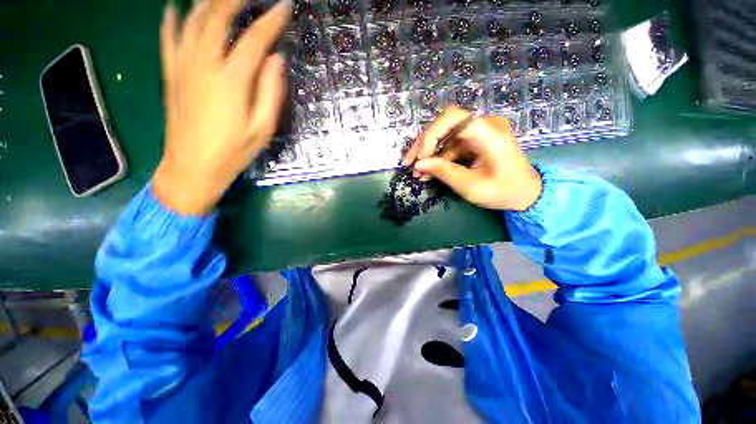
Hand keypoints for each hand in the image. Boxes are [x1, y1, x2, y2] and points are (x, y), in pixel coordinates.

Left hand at [153, 0, 289, 214]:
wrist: (191, 168)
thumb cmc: (233, 152)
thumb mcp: (263, 128)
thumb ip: (271, 92)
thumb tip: (276, 60)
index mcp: (232, 81)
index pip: (255, 40)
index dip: (271, 21)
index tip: (283, 7)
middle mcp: (204, 65)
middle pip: (217, 18)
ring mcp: (183, 67)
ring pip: (192, 21)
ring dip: (207, 2)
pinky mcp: (170, 75)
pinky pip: (168, 39)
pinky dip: (172, 19)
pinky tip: (174, 8)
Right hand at [402, 106, 541, 211]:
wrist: (525, 194)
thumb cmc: (503, 192)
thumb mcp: (471, 187)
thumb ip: (444, 173)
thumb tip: (418, 164)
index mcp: (489, 132)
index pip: (452, 118)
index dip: (430, 136)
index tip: (419, 159)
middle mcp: (484, 124)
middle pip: (445, 124)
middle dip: (424, 144)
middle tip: (409, 163)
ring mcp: (479, 131)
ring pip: (444, 135)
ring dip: (428, 153)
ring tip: (416, 172)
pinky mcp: (475, 140)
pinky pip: (450, 144)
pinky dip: (437, 158)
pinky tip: (427, 171)